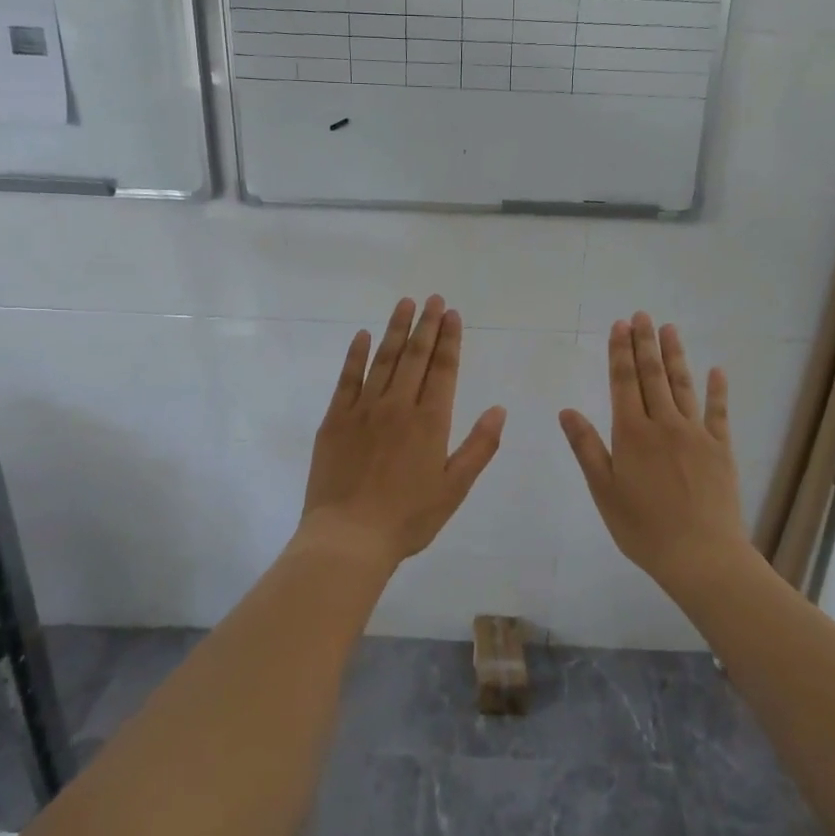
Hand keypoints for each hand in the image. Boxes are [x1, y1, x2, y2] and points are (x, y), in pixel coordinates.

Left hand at [300, 295, 506, 564]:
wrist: (349, 536)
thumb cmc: (408, 518)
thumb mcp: (455, 488)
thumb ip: (479, 447)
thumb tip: (499, 409)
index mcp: (430, 422)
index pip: (443, 370)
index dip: (450, 340)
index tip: (452, 314)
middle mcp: (398, 406)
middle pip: (414, 356)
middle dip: (426, 325)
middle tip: (433, 299)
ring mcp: (363, 410)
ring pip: (382, 360)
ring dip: (395, 329)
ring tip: (404, 303)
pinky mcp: (335, 419)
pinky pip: (347, 379)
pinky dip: (356, 355)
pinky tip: (362, 336)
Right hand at [560, 313, 745, 583]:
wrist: (702, 555)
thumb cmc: (643, 528)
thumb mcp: (604, 491)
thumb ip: (587, 448)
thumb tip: (567, 410)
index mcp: (632, 435)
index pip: (624, 383)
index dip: (620, 353)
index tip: (619, 326)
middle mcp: (665, 425)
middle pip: (653, 376)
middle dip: (645, 344)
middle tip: (642, 315)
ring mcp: (697, 435)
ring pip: (683, 386)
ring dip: (675, 356)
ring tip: (670, 329)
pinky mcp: (721, 449)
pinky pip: (719, 412)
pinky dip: (718, 390)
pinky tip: (716, 371)